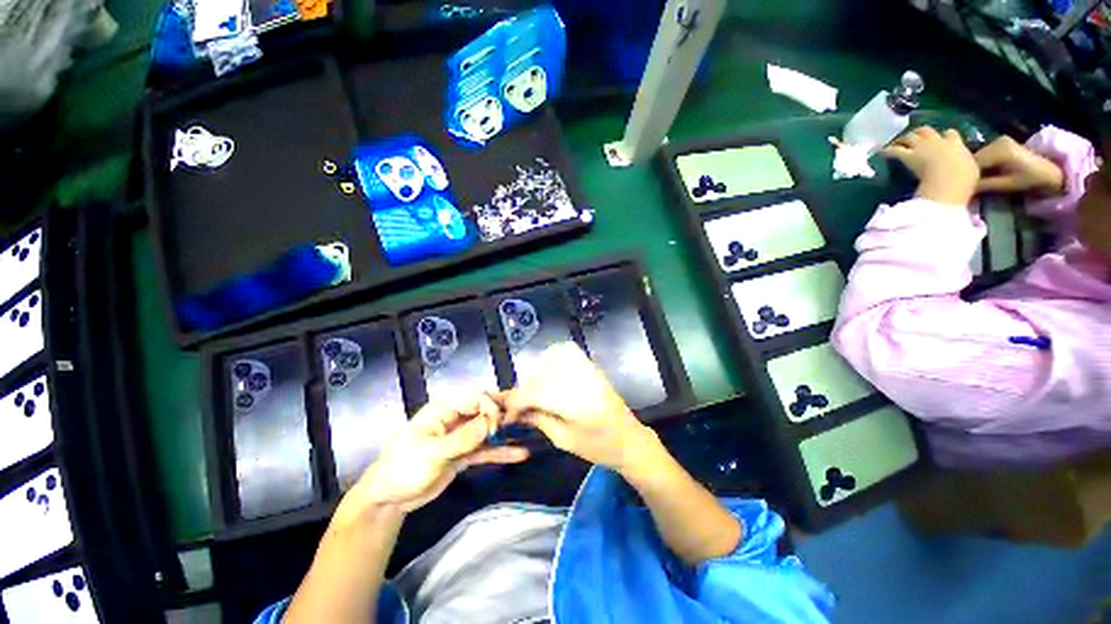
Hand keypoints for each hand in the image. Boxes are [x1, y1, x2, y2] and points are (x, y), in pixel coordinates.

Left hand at [348, 393, 527, 511]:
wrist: (388, 499)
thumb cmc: (403, 468)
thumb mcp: (432, 453)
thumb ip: (462, 438)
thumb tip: (490, 423)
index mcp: (443, 410)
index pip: (474, 398)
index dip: (489, 407)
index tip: (497, 426)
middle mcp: (454, 419)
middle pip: (484, 411)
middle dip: (502, 415)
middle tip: (521, 422)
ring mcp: (460, 437)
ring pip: (487, 430)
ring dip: (504, 433)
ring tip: (525, 435)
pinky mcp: (463, 454)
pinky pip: (485, 449)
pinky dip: (500, 452)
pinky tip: (518, 454)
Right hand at [496, 342, 660, 471]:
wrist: (629, 439)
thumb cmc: (598, 447)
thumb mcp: (563, 440)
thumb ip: (537, 419)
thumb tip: (514, 411)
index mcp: (574, 403)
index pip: (534, 393)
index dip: (515, 403)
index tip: (507, 414)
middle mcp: (580, 380)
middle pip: (540, 375)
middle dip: (525, 390)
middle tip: (522, 406)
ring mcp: (588, 369)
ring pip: (551, 358)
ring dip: (538, 372)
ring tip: (537, 390)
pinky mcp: (592, 365)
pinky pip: (567, 351)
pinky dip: (553, 357)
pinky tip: (551, 373)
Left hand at [882, 126, 979, 205]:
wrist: (949, 181)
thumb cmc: (964, 179)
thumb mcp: (970, 169)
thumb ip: (964, 164)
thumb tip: (963, 168)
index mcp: (956, 144)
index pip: (951, 134)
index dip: (946, 135)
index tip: (943, 137)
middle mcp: (938, 141)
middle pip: (927, 130)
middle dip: (921, 132)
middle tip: (914, 137)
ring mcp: (922, 147)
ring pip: (910, 136)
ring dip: (903, 139)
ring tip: (897, 143)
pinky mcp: (908, 156)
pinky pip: (894, 150)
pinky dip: (887, 151)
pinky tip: (881, 152)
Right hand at [974, 135, 1064, 195]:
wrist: (1051, 171)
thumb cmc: (1031, 179)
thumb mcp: (1007, 185)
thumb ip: (985, 185)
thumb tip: (965, 188)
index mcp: (999, 150)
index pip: (972, 163)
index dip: (965, 176)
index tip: (963, 188)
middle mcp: (997, 141)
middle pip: (973, 158)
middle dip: (968, 172)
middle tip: (966, 185)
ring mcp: (999, 140)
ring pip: (977, 157)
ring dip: (974, 168)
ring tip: (974, 180)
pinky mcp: (1001, 143)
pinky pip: (984, 154)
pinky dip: (980, 164)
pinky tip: (982, 173)